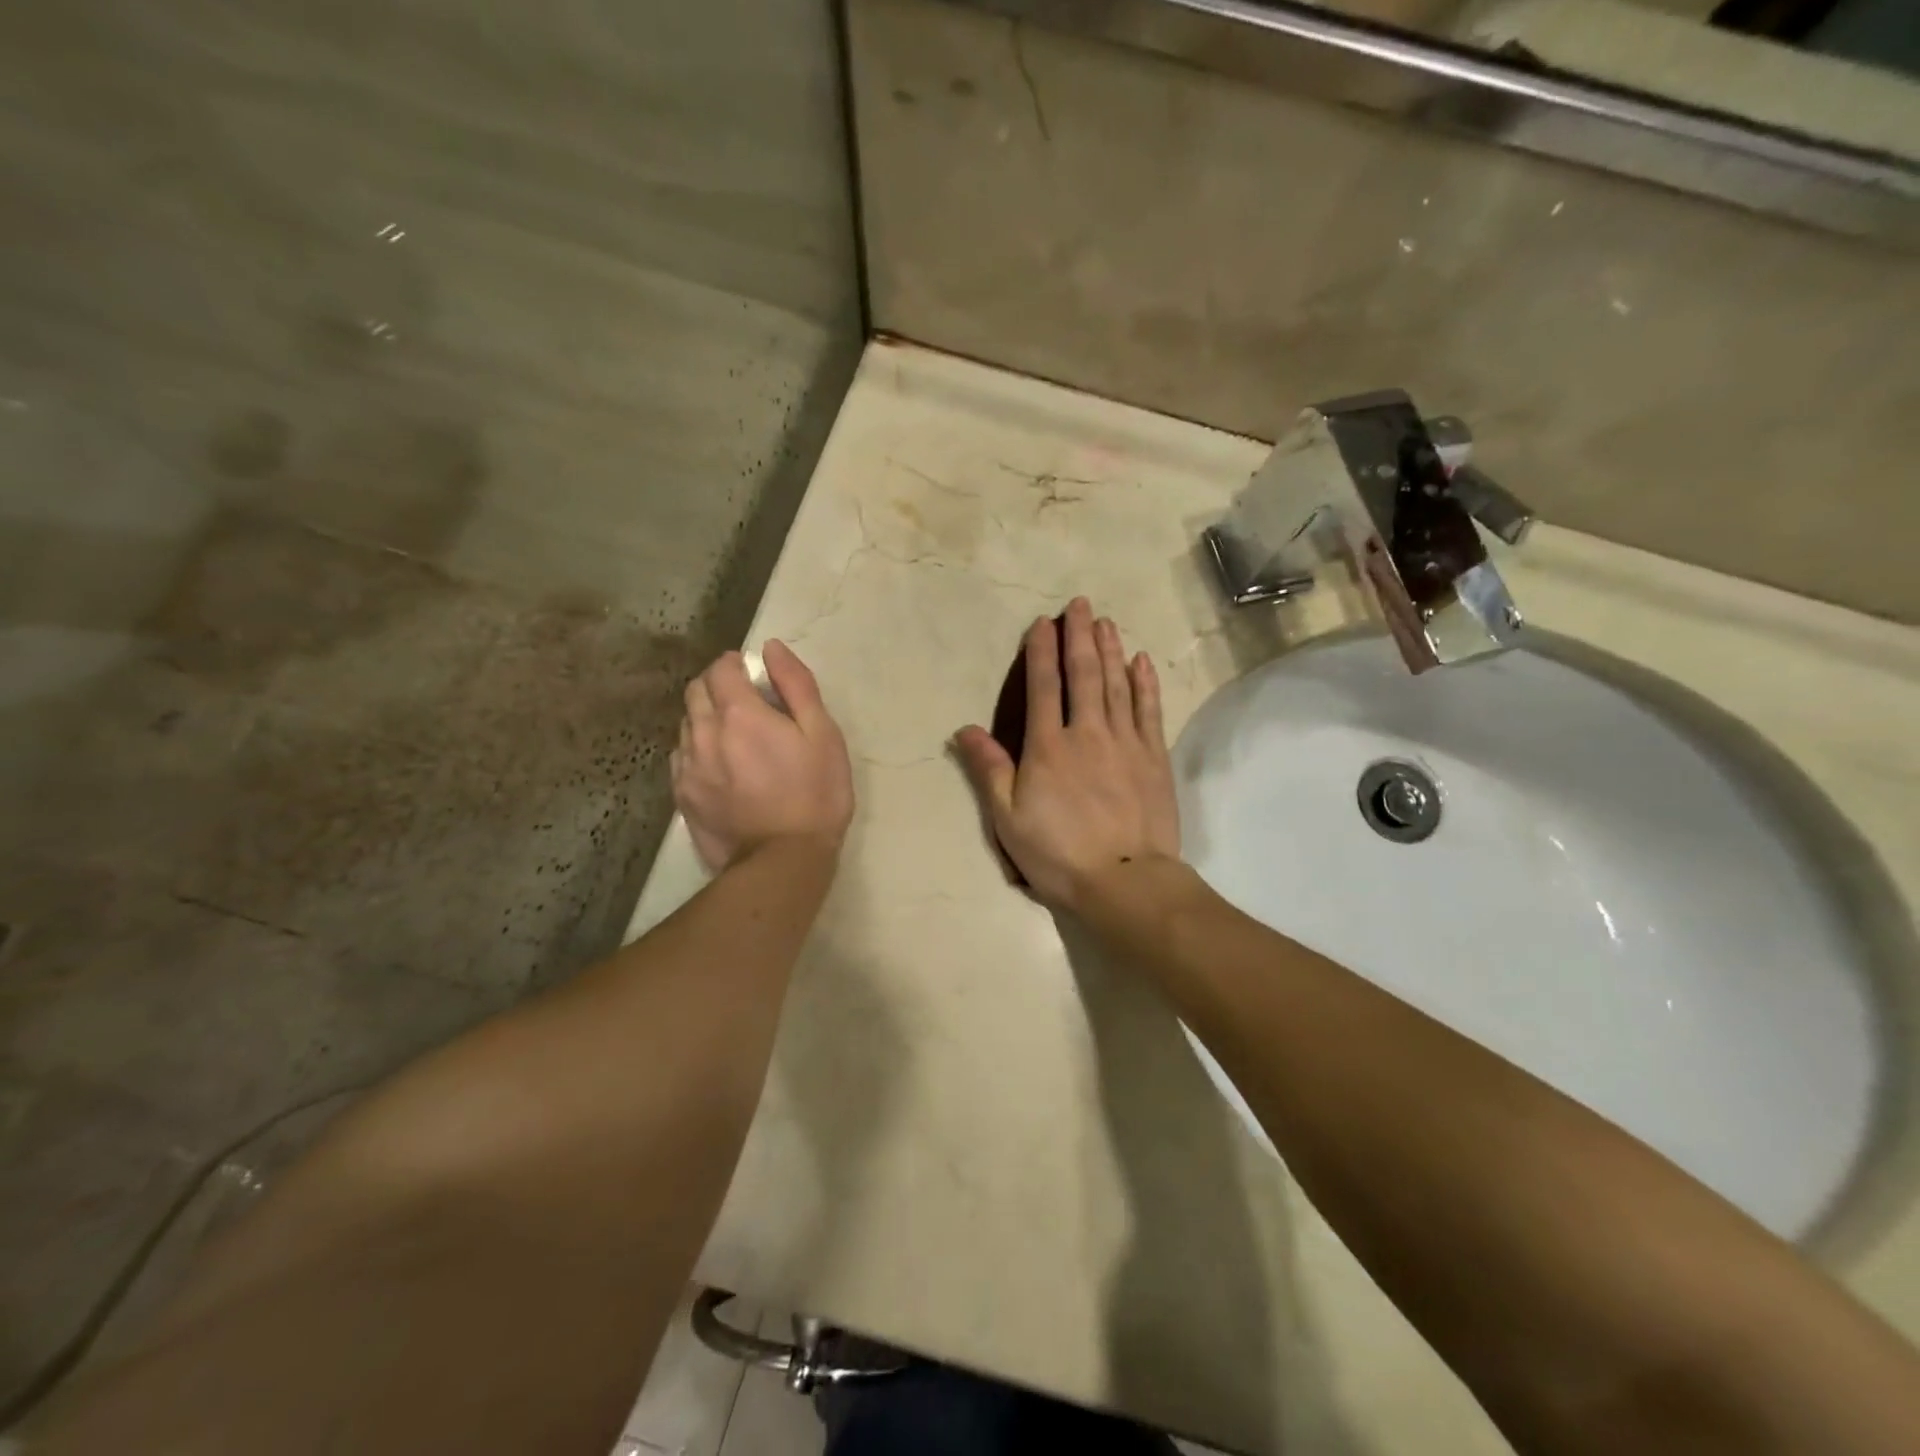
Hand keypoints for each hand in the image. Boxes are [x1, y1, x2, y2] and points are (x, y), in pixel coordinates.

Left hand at [671, 640, 853, 872]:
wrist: (783, 861)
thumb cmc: (815, 794)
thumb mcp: (823, 734)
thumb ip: (796, 685)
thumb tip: (771, 648)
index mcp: (740, 714)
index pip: (721, 669)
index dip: (735, 664)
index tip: (753, 674)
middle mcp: (705, 733)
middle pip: (696, 690)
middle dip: (717, 685)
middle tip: (746, 701)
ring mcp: (688, 767)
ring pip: (686, 722)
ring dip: (706, 716)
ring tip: (734, 735)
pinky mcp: (682, 795)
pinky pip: (681, 755)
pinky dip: (697, 747)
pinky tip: (719, 764)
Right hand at [953, 598, 1179, 911]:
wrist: (1125, 881)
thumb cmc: (1058, 854)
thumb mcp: (1008, 818)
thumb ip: (988, 769)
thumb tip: (964, 729)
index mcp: (1048, 746)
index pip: (1043, 686)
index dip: (1041, 652)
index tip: (1042, 623)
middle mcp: (1087, 732)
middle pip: (1084, 674)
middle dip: (1079, 636)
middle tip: (1080, 604)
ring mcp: (1126, 742)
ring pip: (1117, 684)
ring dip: (1110, 650)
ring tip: (1106, 622)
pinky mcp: (1154, 757)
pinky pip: (1149, 710)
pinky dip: (1144, 683)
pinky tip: (1141, 661)